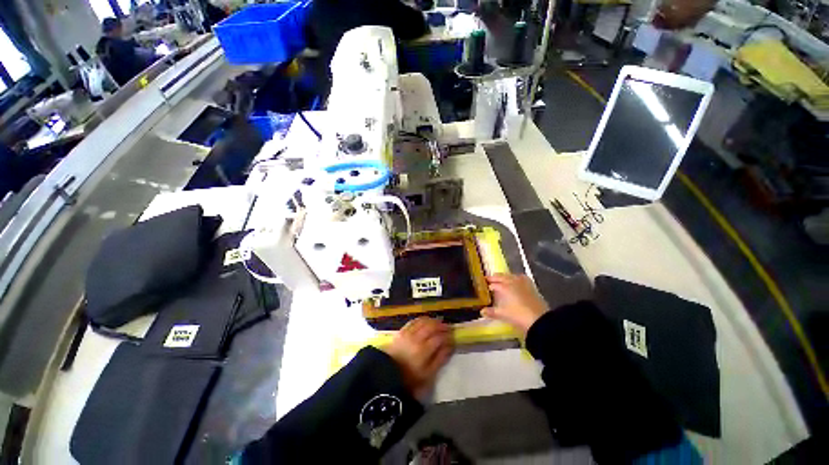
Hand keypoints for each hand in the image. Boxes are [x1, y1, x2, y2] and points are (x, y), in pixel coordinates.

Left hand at [382, 317, 452, 397]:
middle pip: (432, 327)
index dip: (448, 336)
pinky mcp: (402, 331)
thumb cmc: (410, 377)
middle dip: (442, 326)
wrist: (387, 374)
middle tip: (448, 327)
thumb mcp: (428, 374)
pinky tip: (426, 321)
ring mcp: (408, 333)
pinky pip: (414, 321)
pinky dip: (422, 319)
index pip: (439, 338)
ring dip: (433, 321)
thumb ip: (440, 359)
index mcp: (424, 350)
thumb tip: (450, 347)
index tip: (453, 336)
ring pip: (423, 321)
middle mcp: (417, 338)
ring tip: (439, 322)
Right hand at [481, 274, 549, 336]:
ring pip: (511, 276)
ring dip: (505, 276)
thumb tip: (482, 311)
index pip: (494, 283)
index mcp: (505, 287)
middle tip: (489, 279)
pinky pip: (522, 278)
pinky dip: (516, 278)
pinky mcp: (532, 287)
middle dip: (495, 277)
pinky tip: (517, 281)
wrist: (540, 320)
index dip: (488, 283)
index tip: (484, 284)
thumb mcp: (503, 315)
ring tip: (502, 279)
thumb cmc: (519, 316)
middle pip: (502, 277)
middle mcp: (513, 282)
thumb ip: (492, 312)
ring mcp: (523, 283)